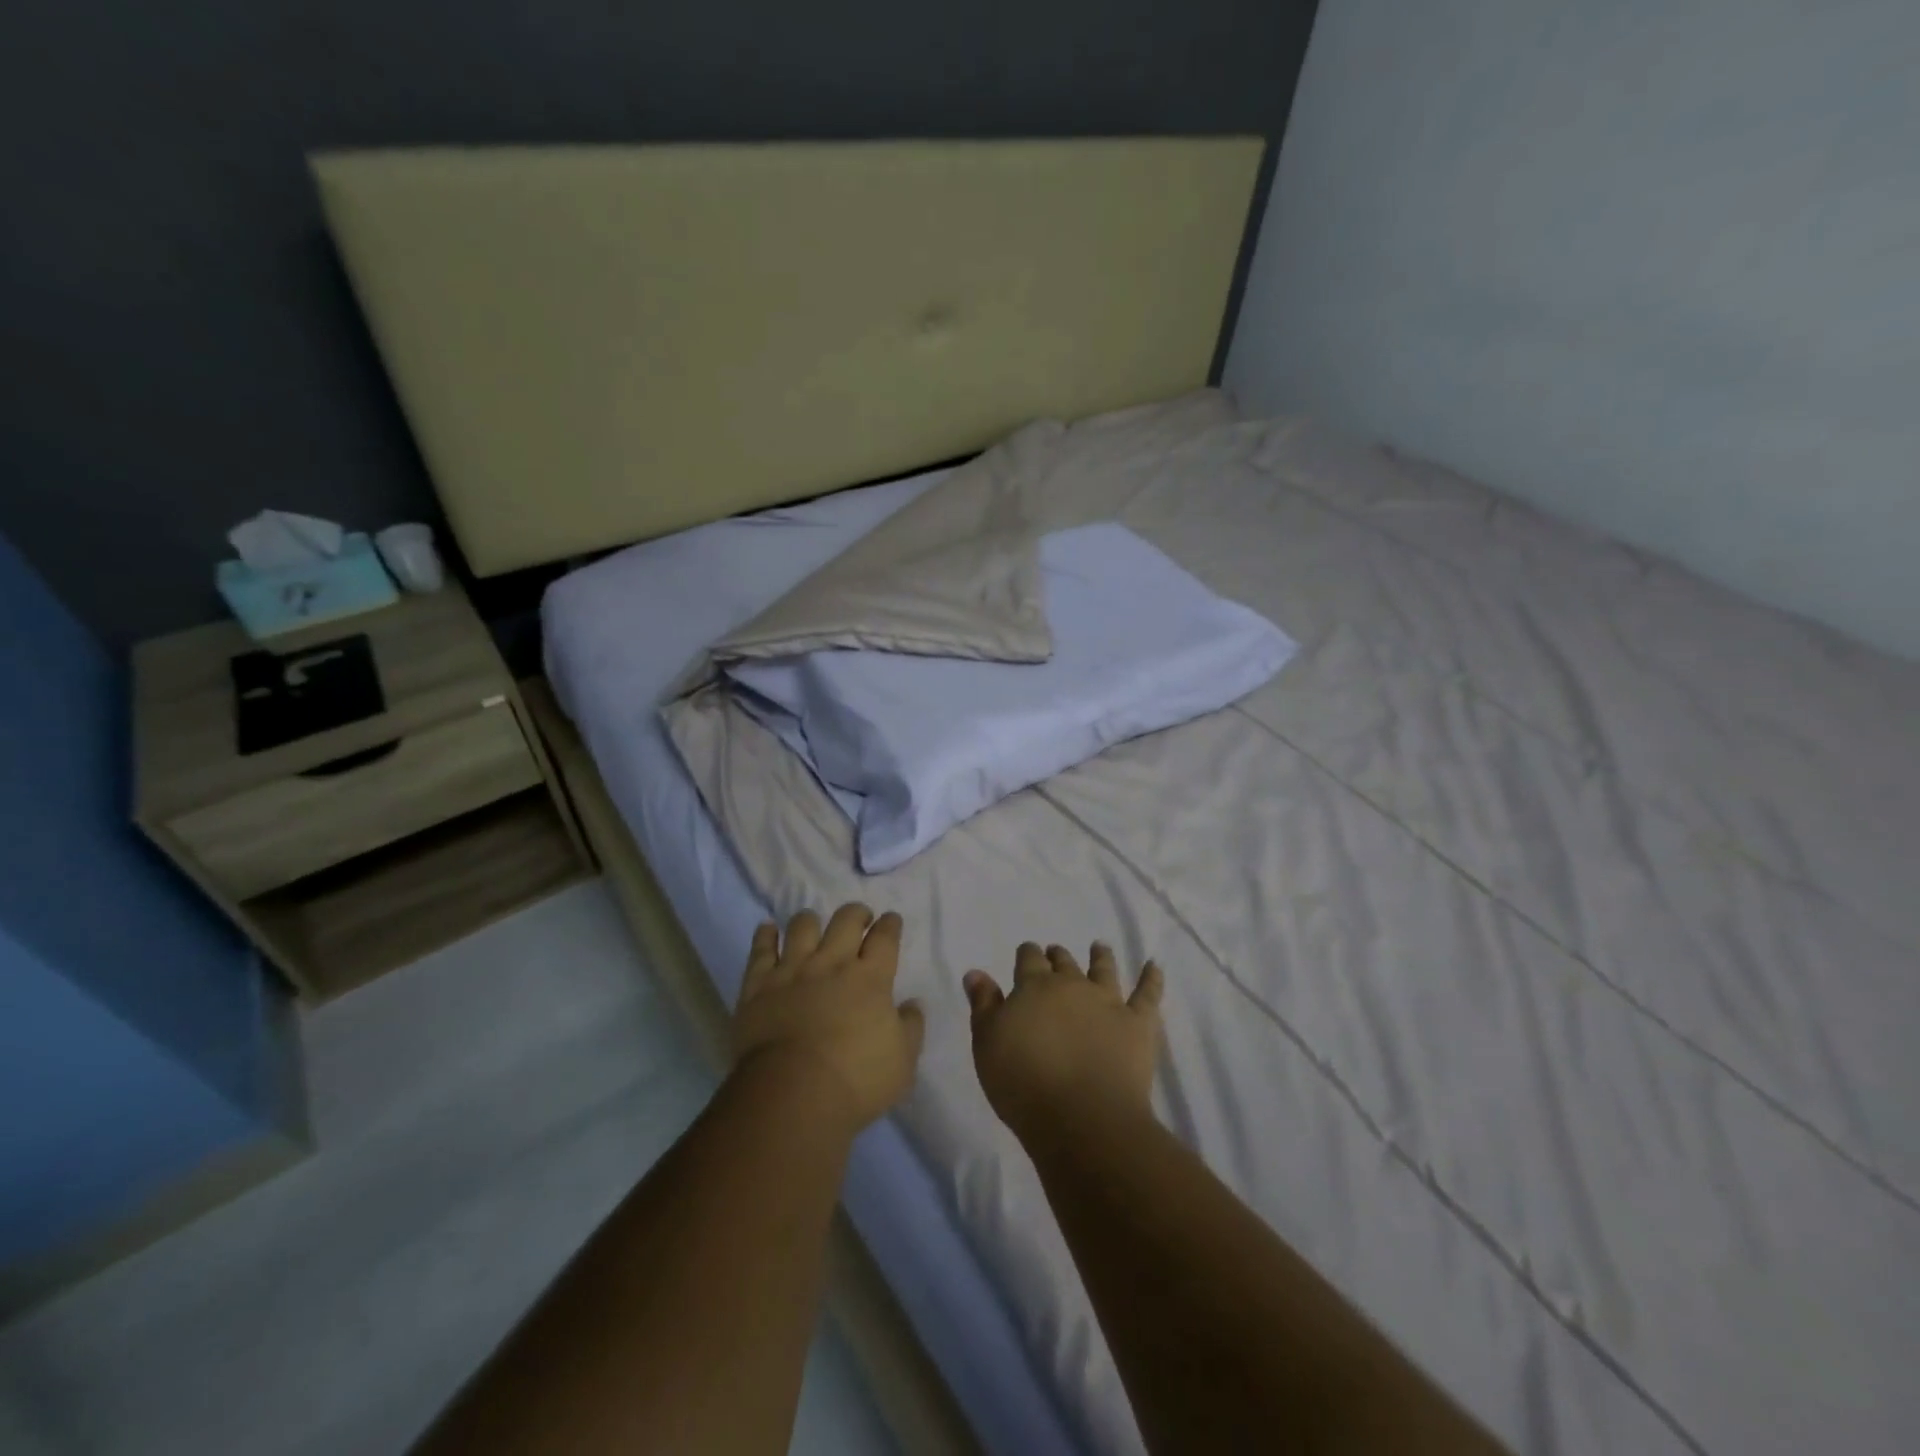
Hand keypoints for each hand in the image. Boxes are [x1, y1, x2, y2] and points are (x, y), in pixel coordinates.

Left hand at [733, 904, 925, 1135]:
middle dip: (856, 913)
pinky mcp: (758, 986)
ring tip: (814, 922)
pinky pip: (761, 950)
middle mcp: (832, 964)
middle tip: (860, 917)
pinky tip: (768, 928)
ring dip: (811, 920)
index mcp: (871, 979)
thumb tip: (912, 1004)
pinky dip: (765, 935)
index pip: (885, 938)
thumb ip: (910, 1028)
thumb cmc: (855, 1082)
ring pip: (803, 926)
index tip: (891, 920)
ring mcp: (793, 971)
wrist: (791, 1096)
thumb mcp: (902, 1063)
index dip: (890, 925)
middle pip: (846, 921)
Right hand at [963, 942, 1163, 1144]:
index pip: (1029, 960)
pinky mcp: (1138, 1024)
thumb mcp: (987, 1044)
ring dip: (1101, 957)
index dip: (1028, 955)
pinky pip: (1148, 995)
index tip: (1027, 954)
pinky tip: (1154, 966)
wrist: (1082, 1118)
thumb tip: (976, 972)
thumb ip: (983, 1005)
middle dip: (1058, 956)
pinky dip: (1151, 978)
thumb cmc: (1023, 1083)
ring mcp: (1109, 1002)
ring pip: (1104, 969)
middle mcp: (1073, 985)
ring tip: (1099, 947)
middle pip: (1065, 963)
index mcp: (1035, 987)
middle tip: (1056, 953)